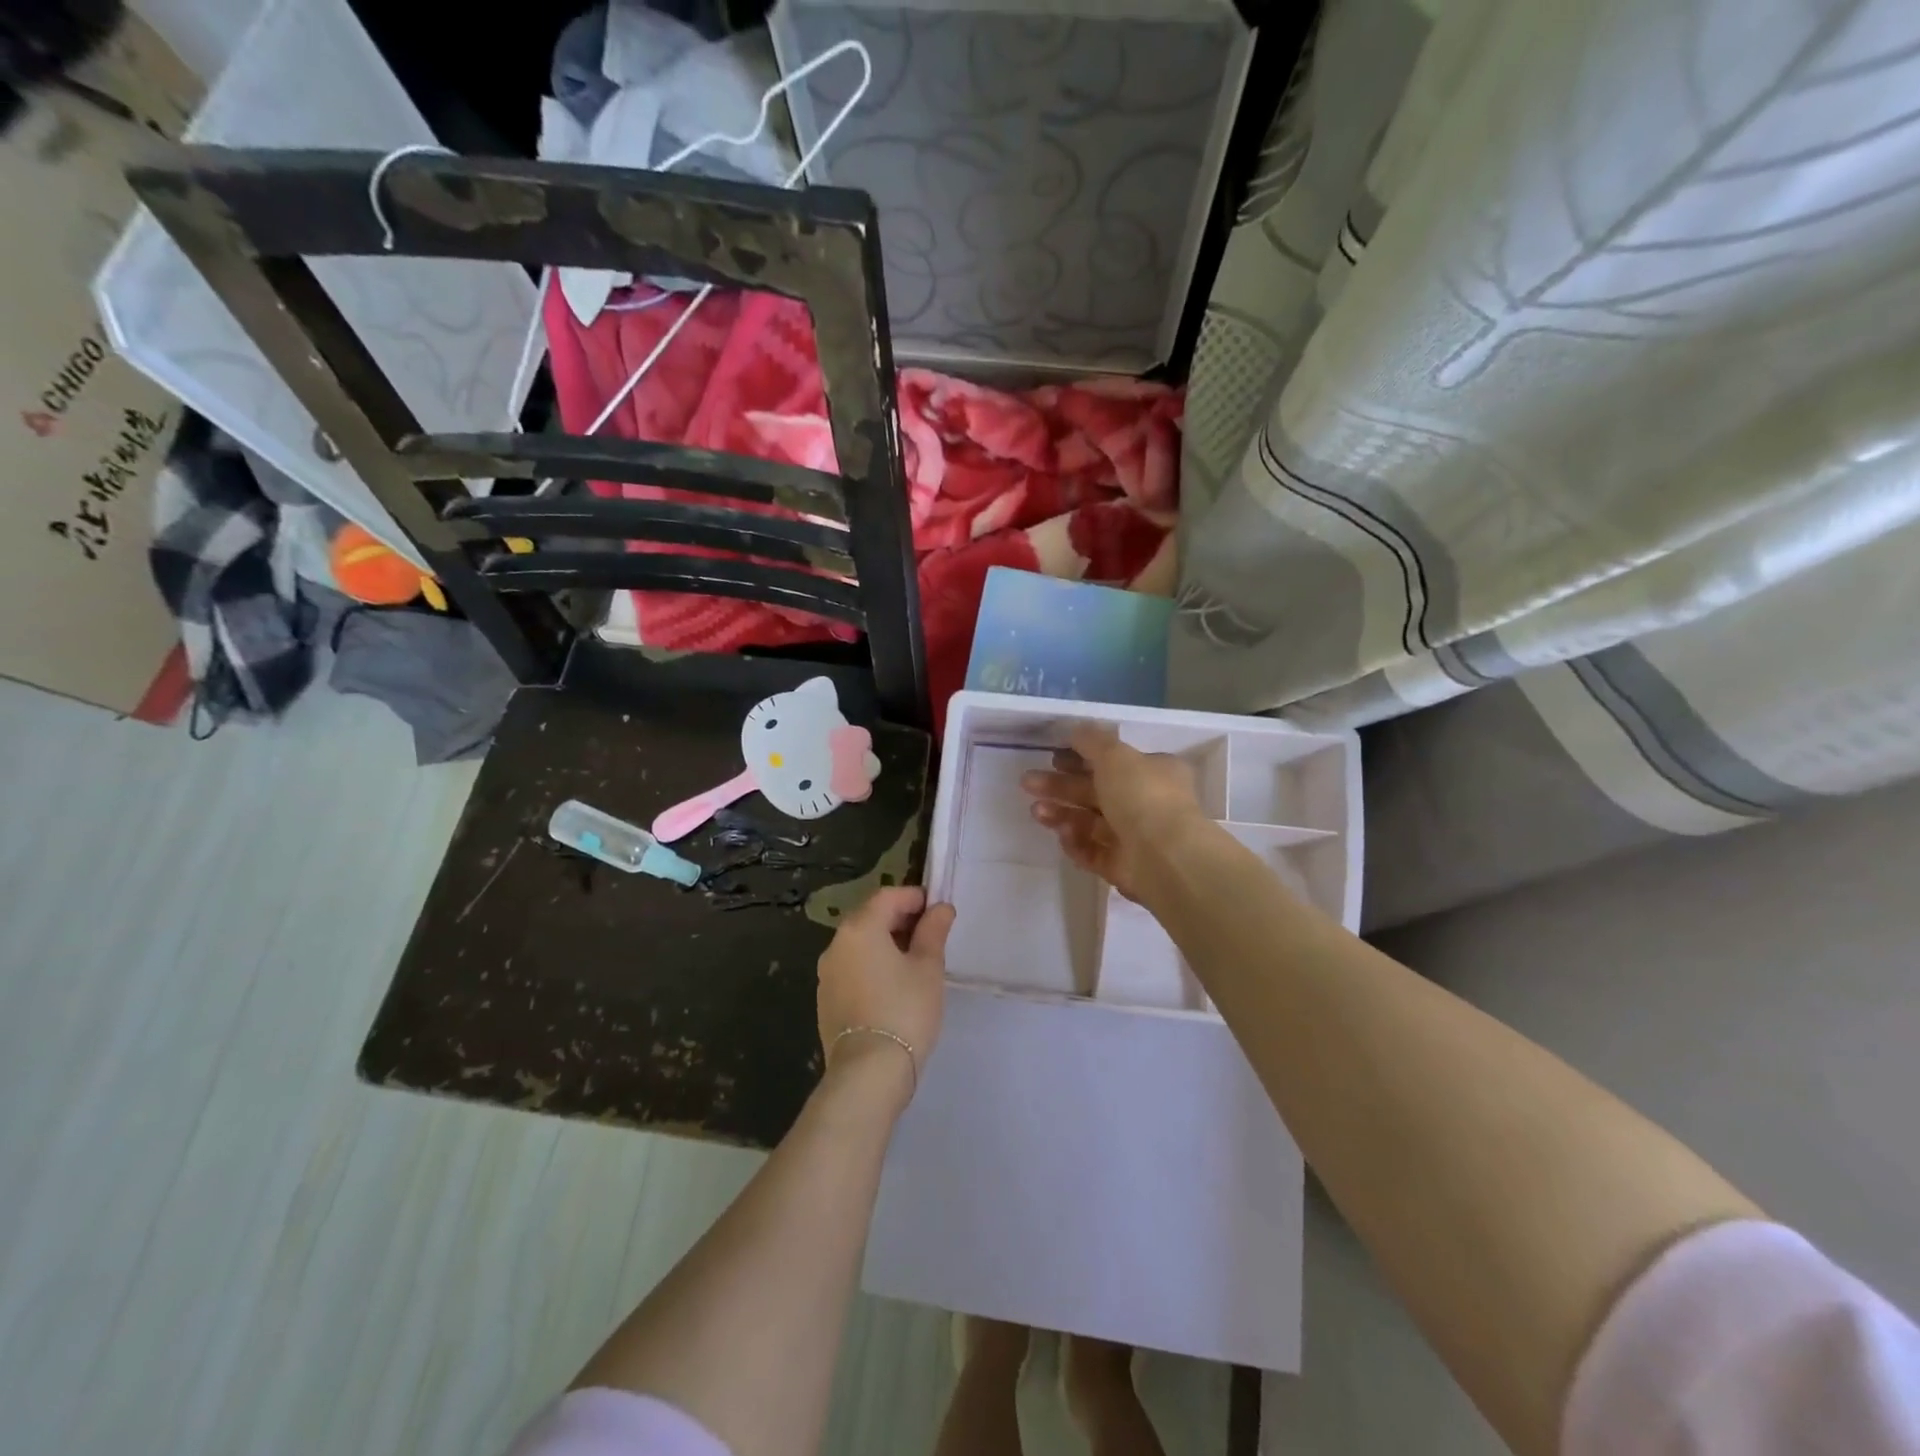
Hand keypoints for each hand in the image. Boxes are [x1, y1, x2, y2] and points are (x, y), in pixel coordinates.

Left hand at [816, 886, 953, 1099]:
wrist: (868, 1072)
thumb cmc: (904, 1010)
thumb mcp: (928, 967)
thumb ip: (933, 931)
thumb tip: (940, 908)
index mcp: (859, 928)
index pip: (888, 896)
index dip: (915, 897)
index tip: (939, 910)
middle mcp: (836, 944)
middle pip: (870, 917)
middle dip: (900, 919)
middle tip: (931, 935)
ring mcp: (826, 973)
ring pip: (860, 944)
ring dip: (886, 943)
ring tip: (915, 962)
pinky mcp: (825, 999)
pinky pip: (852, 968)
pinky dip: (872, 965)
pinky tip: (893, 986)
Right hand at [1021, 724, 1206, 902]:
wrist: (1164, 857)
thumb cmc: (1143, 796)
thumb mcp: (1116, 755)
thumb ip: (1093, 741)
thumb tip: (1076, 729)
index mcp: (1154, 772)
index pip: (1114, 762)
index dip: (1081, 757)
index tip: (1053, 757)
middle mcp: (1146, 803)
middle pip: (1096, 792)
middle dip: (1061, 786)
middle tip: (1028, 782)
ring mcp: (1134, 837)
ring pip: (1090, 822)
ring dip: (1061, 814)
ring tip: (1036, 811)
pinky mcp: (1121, 866)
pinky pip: (1092, 851)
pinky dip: (1076, 842)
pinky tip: (1063, 835)